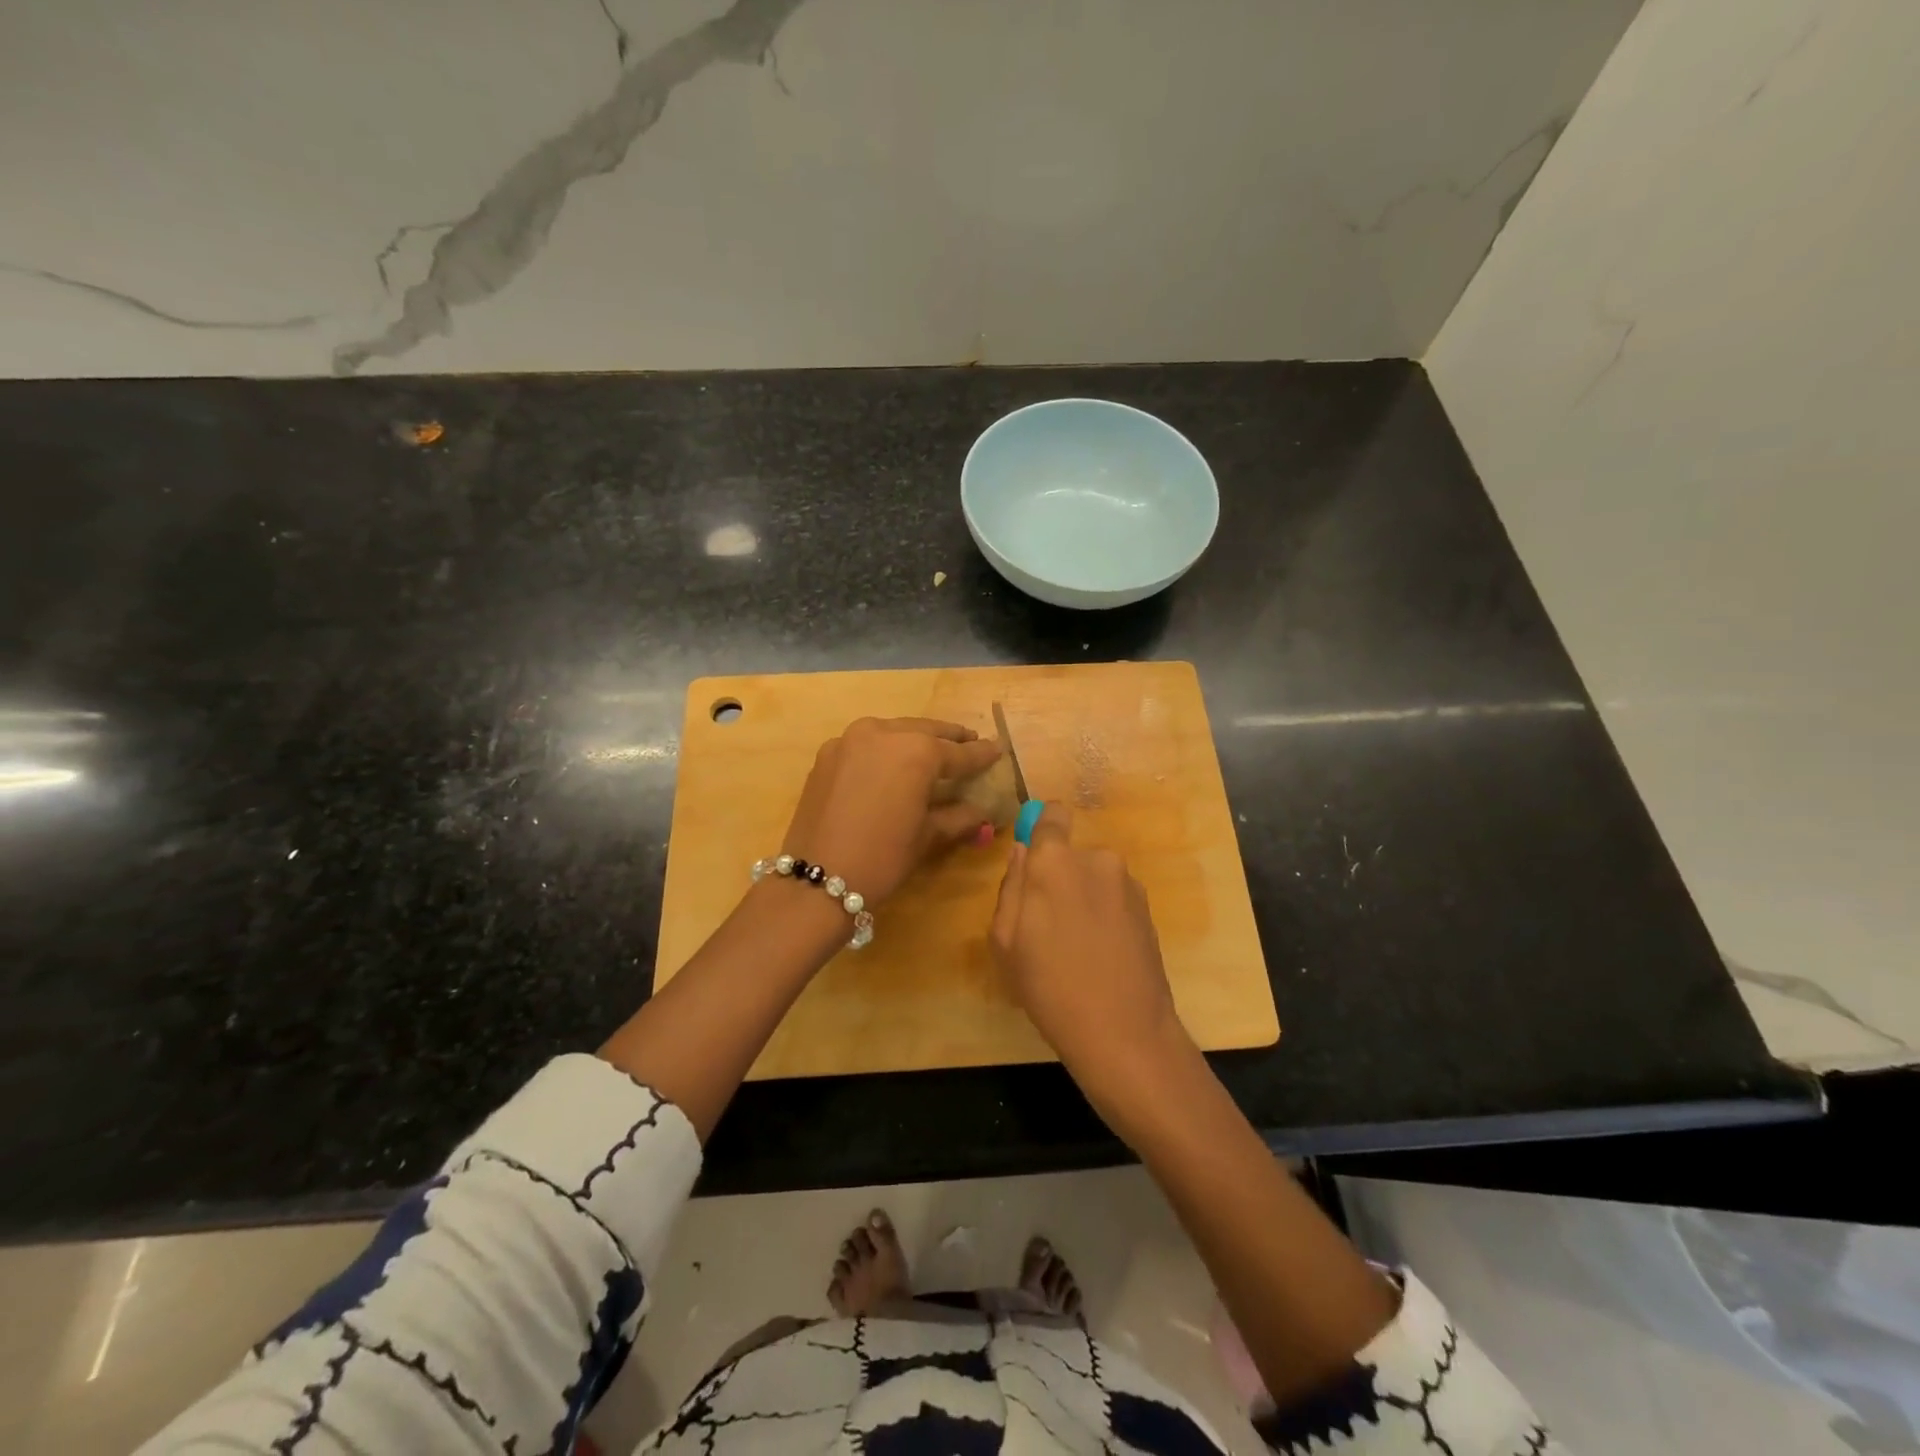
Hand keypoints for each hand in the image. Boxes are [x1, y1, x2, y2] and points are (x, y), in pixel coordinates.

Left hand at [782, 717, 1001, 906]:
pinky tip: (893, 762)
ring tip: (933, 749)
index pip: (958, 752)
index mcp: (916, 750)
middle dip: (949, 738)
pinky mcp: (828, 754)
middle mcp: (883, 732)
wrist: (817, 879)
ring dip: (915, 738)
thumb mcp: (927, 836)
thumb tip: (982, 813)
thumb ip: (958, 816)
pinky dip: (885, 747)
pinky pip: (866, 743)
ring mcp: (850, 739)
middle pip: (925, 731)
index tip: (998, 749)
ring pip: (893, 731)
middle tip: (969, 741)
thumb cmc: (882, 857)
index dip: (980, 754)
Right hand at [989, 804, 1196, 1115]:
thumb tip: (1024, 852)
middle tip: (1048, 926)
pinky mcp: (1148, 909)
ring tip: (1078, 948)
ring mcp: (1128, 883)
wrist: (1124, 1031)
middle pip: (1071, 855)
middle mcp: (1096, 859)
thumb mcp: (1006, 940)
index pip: (1052, 814)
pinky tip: (1102, 956)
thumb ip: (1012, 886)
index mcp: (1056, 861)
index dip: (1043, 829)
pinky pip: (1115, 898)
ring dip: (1084, 898)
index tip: (1035, 861)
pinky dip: (1106, 916)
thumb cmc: (1049, 986)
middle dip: (1060, 878)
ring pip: (1094, 878)